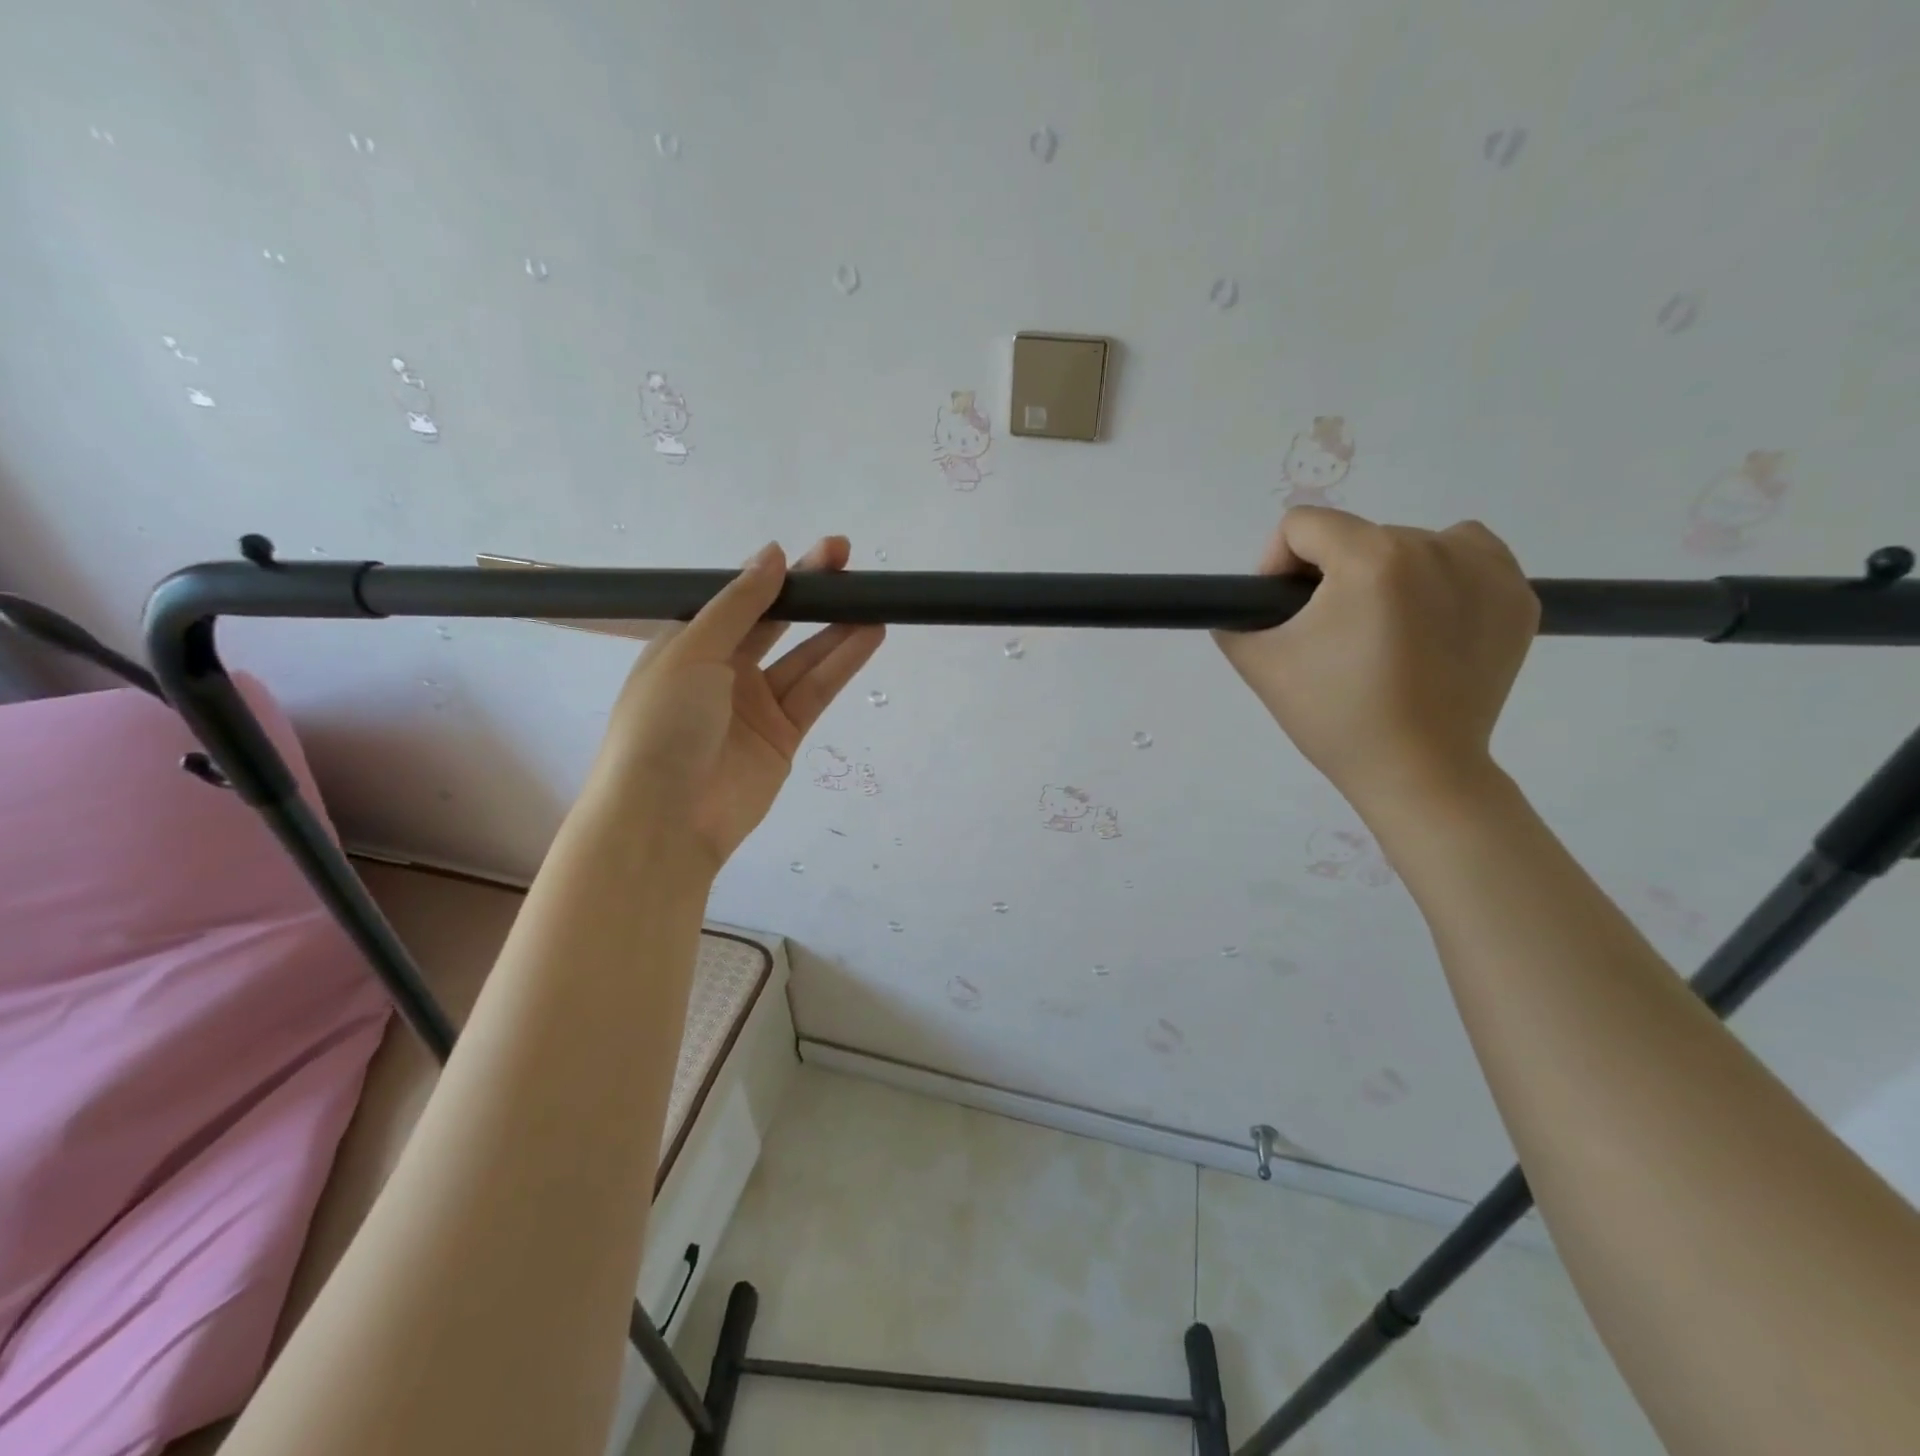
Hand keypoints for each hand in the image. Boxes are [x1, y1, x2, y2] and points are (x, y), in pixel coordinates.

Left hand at [589, 537, 883, 874]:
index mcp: (689, 646)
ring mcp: (756, 706)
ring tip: (873, 599)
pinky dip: (842, 664)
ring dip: (836, 628)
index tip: (818, 553)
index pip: (740, 600)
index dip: (777, 575)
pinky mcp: (784, 737)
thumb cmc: (663, 723)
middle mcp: (723, 671)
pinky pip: (816, 692)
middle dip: (810, 593)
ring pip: (804, 658)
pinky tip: (868, 636)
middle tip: (848, 561)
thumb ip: (738, 605)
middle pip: (775, 623)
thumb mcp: (692, 651)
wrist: (665, 818)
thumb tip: (772, 554)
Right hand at [1214, 507, 1538, 816]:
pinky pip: (1466, 558)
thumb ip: (1235, 616)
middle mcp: (1435, 547)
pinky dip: (1441, 578)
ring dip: (1385, 574)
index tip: (1283, 610)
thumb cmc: (1335, 718)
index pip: (1303, 524)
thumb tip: (1251, 601)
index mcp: (1370, 559)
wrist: (1418, 772)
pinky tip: (1428, 625)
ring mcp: (1488, 570)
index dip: (1277, 564)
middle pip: (1356, 536)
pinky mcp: (1518, 597)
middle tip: (1331, 637)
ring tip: (1382, 631)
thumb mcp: (1259, 664)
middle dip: (1332, 576)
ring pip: (1411, 543)